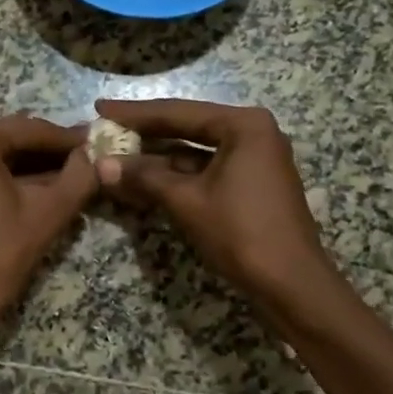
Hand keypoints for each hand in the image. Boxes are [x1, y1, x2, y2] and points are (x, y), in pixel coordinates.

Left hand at [0, 115, 96, 367]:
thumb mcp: (47, 213)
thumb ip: (79, 176)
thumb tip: (98, 154)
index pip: (32, 130)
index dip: (69, 140)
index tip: (99, 142)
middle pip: (11, 137)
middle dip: (48, 151)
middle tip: (87, 159)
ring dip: (29, 163)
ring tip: (70, 174)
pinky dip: (5, 173)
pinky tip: (37, 185)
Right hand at [94, 98, 336, 303]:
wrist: (292, 285)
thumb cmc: (241, 233)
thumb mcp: (186, 201)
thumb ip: (143, 177)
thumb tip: (101, 164)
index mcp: (244, 125)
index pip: (177, 112)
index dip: (134, 113)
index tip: (100, 108)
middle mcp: (253, 132)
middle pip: (187, 127)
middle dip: (145, 133)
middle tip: (104, 127)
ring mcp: (255, 158)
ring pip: (195, 151)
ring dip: (157, 158)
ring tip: (116, 155)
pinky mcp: (252, 184)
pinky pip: (206, 170)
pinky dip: (176, 176)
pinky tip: (143, 180)